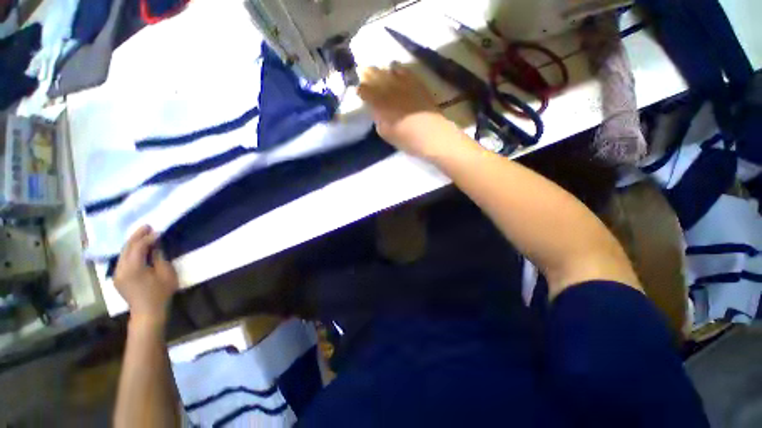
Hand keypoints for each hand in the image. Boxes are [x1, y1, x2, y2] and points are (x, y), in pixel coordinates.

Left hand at [114, 226, 178, 324]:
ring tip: (142, 234)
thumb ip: (159, 258)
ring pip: (122, 253)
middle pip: (126, 248)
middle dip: (136, 236)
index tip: (158, 231)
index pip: (138, 247)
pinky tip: (137, 248)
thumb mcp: (166, 274)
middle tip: (147, 226)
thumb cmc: (160, 294)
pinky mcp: (117, 277)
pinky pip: (122, 259)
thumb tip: (156, 246)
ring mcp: (116, 274)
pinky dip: (130, 251)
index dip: (148, 238)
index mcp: (133, 268)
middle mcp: (120, 269)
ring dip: (132, 242)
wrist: (147, 312)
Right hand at [358, 63, 453, 157]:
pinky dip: (396, 68)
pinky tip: (393, 68)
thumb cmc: (407, 139)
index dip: (360, 89)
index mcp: (380, 104)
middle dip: (367, 74)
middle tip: (363, 72)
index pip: (365, 91)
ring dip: (380, 70)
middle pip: (374, 76)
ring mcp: (404, 84)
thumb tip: (375, 109)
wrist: (432, 135)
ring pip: (387, 71)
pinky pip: (403, 70)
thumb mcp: (386, 133)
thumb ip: (378, 119)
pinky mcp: (416, 83)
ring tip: (376, 70)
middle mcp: (389, 90)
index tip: (359, 90)